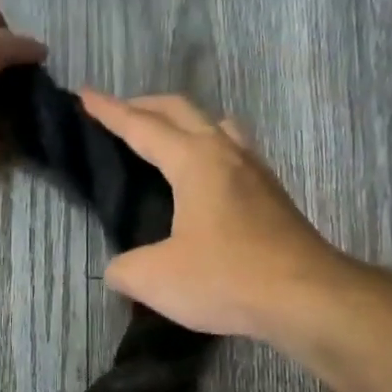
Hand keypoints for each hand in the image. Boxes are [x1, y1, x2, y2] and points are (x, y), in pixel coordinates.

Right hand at [79, 90, 347, 338]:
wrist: (307, 297)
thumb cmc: (227, 278)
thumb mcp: (156, 279)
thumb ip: (125, 269)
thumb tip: (118, 269)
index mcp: (194, 161)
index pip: (142, 126)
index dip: (109, 111)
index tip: (84, 94)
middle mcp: (227, 154)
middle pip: (182, 111)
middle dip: (146, 106)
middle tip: (121, 112)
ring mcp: (256, 172)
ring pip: (217, 126)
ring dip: (187, 123)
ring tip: (168, 139)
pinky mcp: (274, 196)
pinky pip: (236, 153)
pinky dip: (211, 149)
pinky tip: (209, 179)